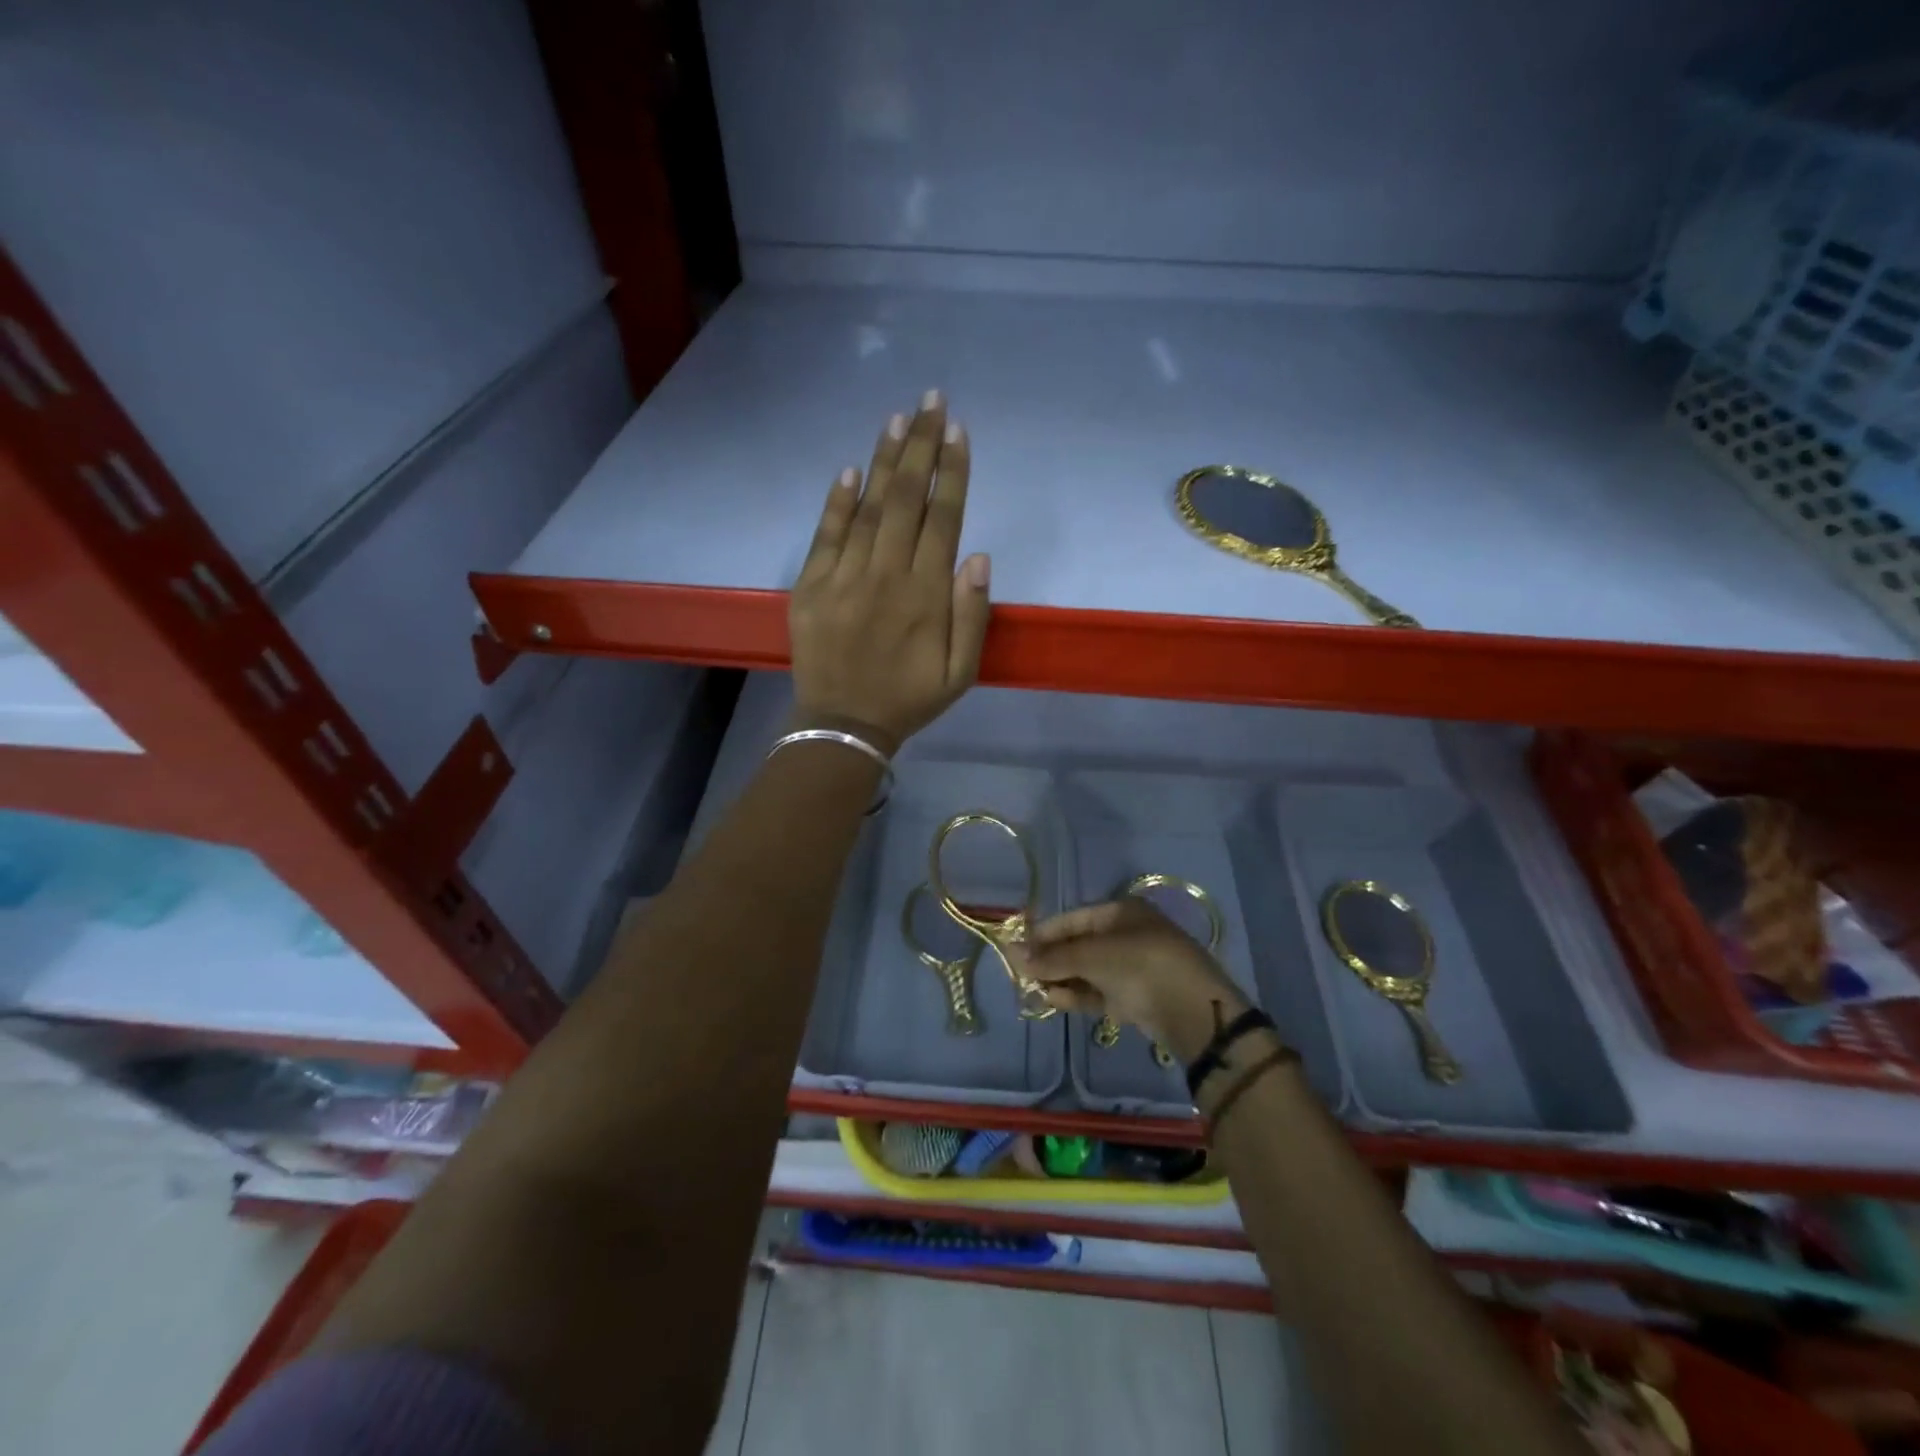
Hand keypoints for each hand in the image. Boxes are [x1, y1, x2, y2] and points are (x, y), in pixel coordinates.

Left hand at [789, 391, 991, 753]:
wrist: (844, 724)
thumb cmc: (910, 698)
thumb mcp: (961, 672)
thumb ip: (972, 615)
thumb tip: (977, 556)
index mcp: (926, 596)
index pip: (943, 519)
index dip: (952, 472)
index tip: (958, 431)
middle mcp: (886, 576)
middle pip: (906, 500)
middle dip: (920, 447)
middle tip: (930, 401)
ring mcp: (844, 578)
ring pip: (868, 508)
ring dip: (884, 462)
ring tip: (897, 419)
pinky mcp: (811, 586)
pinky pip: (826, 535)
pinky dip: (838, 501)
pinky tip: (851, 469)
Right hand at [1009, 898, 1251, 1061]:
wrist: (1193, 1012)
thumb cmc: (1141, 966)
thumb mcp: (1093, 956)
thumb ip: (1053, 957)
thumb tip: (1012, 954)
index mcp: (1121, 912)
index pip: (1073, 919)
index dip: (1044, 934)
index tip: (1017, 949)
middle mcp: (1126, 935)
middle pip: (1078, 945)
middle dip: (1050, 960)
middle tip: (1021, 974)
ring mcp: (1131, 967)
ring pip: (1086, 970)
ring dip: (1060, 979)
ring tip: (1033, 990)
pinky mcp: (1134, 997)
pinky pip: (1098, 991)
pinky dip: (1076, 995)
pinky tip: (1053, 1001)